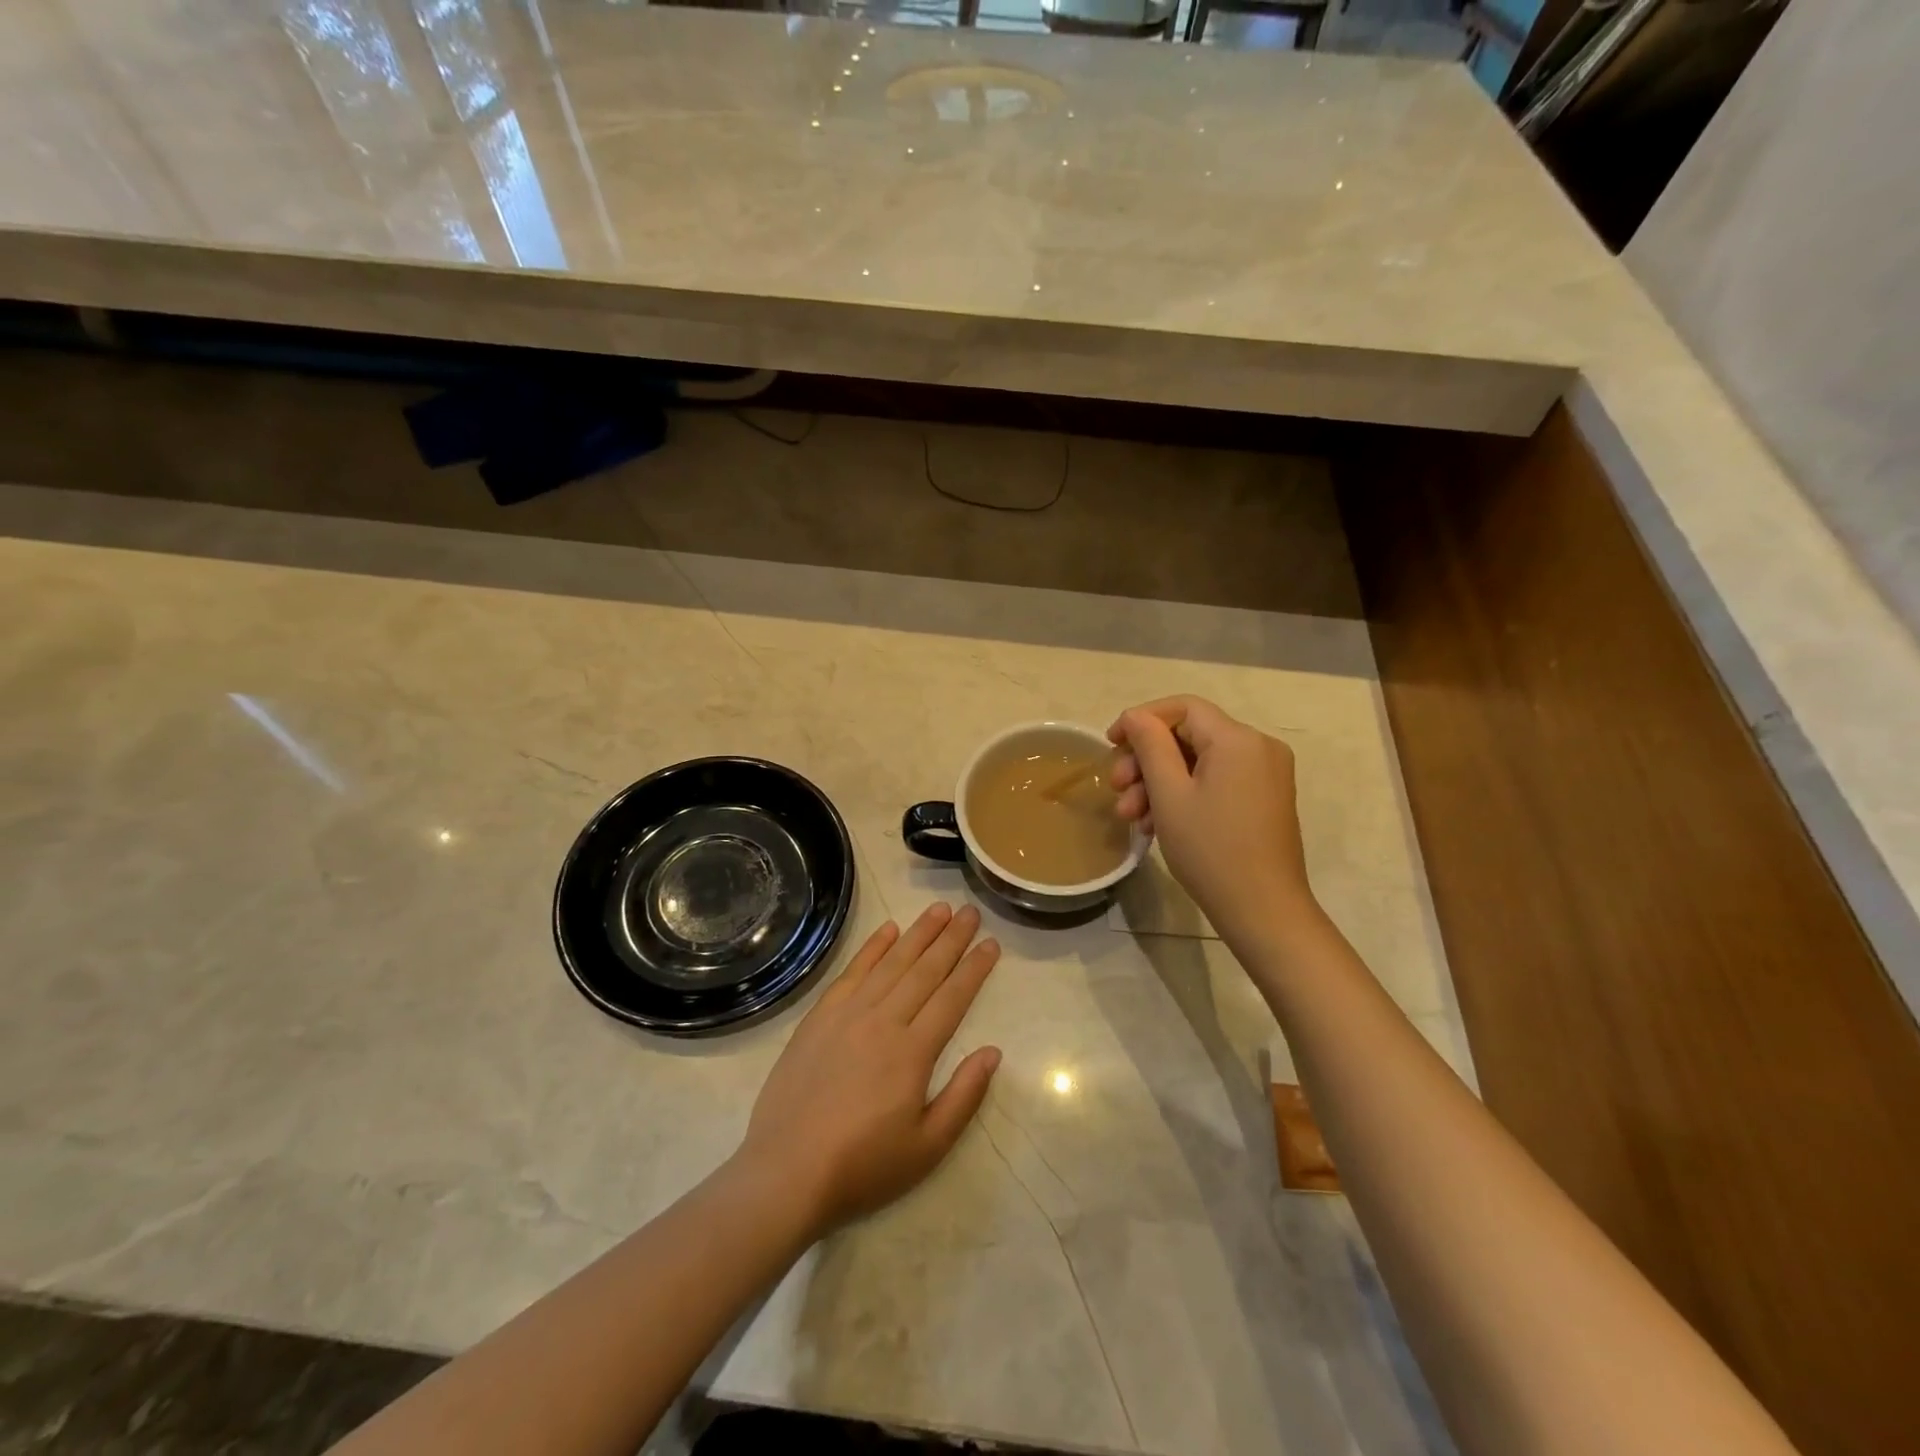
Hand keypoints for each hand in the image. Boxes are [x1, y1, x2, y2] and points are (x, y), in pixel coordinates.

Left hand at [735, 903, 1001, 1238]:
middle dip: (951, 939)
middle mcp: (883, 1021)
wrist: (787, 1173)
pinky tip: (888, 930)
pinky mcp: (819, 1018)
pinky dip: (872, 948)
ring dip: (917, 933)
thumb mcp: (928, 1147)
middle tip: (970, 911)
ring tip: (938, 910)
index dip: (974, 968)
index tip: (990, 942)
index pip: (952, 997)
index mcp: (913, 1052)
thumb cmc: (863, 1167)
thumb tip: (993, 1052)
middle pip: (924, 970)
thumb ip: (964, 1096)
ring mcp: (847, 1015)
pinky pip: (852, 972)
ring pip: (891, 963)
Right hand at [1107, 696, 1316, 939]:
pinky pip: (1216, 781)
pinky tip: (1156, 823)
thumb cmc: (1211, 850)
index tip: (1111, 744)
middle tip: (1116, 788)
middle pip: (1189, 735)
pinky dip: (1185, 794)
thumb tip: (1136, 716)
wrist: (1263, 911)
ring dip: (1160, 782)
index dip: (1142, 719)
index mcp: (1238, 739)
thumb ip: (1150, 746)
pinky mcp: (1265, 798)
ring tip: (1131, 817)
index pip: (1182, 707)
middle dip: (1146, 760)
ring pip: (1199, 762)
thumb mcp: (1169, 795)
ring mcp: (1266, 774)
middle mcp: (1259, 747)